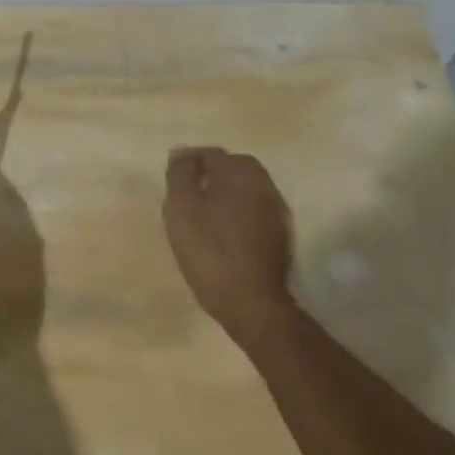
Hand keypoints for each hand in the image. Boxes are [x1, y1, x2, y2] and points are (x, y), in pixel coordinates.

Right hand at [163, 146, 296, 339]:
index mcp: (240, 172)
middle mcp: (264, 184)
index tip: (172, 185)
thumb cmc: (210, 250)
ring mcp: (277, 210)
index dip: (188, 165)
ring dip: (224, 195)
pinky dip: (237, 214)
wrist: (251, 302)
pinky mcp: (281, 234)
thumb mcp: (182, 208)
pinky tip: (223, 234)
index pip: (210, 154)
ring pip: (245, 190)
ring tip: (202, 217)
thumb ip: (180, 174)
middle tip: (186, 199)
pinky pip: (254, 211)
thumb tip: (182, 152)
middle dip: (209, 176)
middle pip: (232, 168)